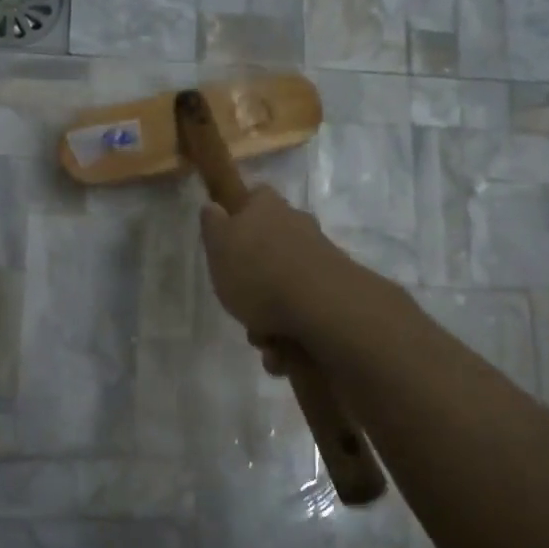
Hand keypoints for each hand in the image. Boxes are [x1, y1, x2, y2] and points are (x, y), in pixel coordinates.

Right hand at [197, 186, 347, 341]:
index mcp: (267, 207)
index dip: (241, 214)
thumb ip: (213, 225)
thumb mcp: (218, 246)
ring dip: (269, 315)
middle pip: (270, 247)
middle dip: (254, 280)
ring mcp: (320, 257)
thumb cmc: (257, 272)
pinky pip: (303, 311)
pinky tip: (282, 350)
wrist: (320, 306)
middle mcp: (297, 225)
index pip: (254, 196)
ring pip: (284, 285)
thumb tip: (213, 205)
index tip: (229, 240)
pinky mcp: (335, 290)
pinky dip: (291, 333)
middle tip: (239, 303)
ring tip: (263, 338)